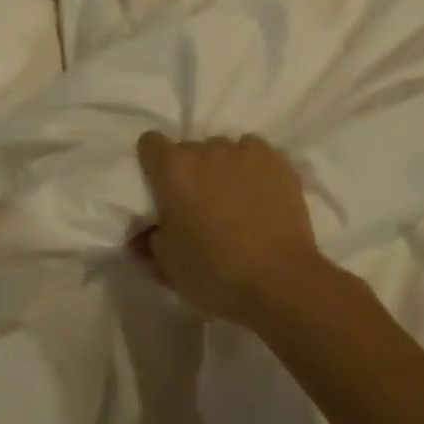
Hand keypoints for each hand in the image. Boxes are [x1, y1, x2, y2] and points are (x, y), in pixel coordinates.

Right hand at [133, 132, 329, 325]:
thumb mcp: (168, 266)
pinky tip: (261, 193)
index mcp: (173, 170)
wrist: (280, 281)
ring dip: (222, 168)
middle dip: (191, 171)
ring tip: (236, 200)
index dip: (153, 162)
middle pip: (189, 149)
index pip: (150, 143)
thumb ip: (150, 241)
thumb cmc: (215, 273)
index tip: (161, 186)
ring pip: (224, 150)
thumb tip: (143, 235)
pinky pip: (255, 153)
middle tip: (201, 204)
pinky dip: (253, 168)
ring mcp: (244, 151)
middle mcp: (206, 150)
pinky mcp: (276, 159)